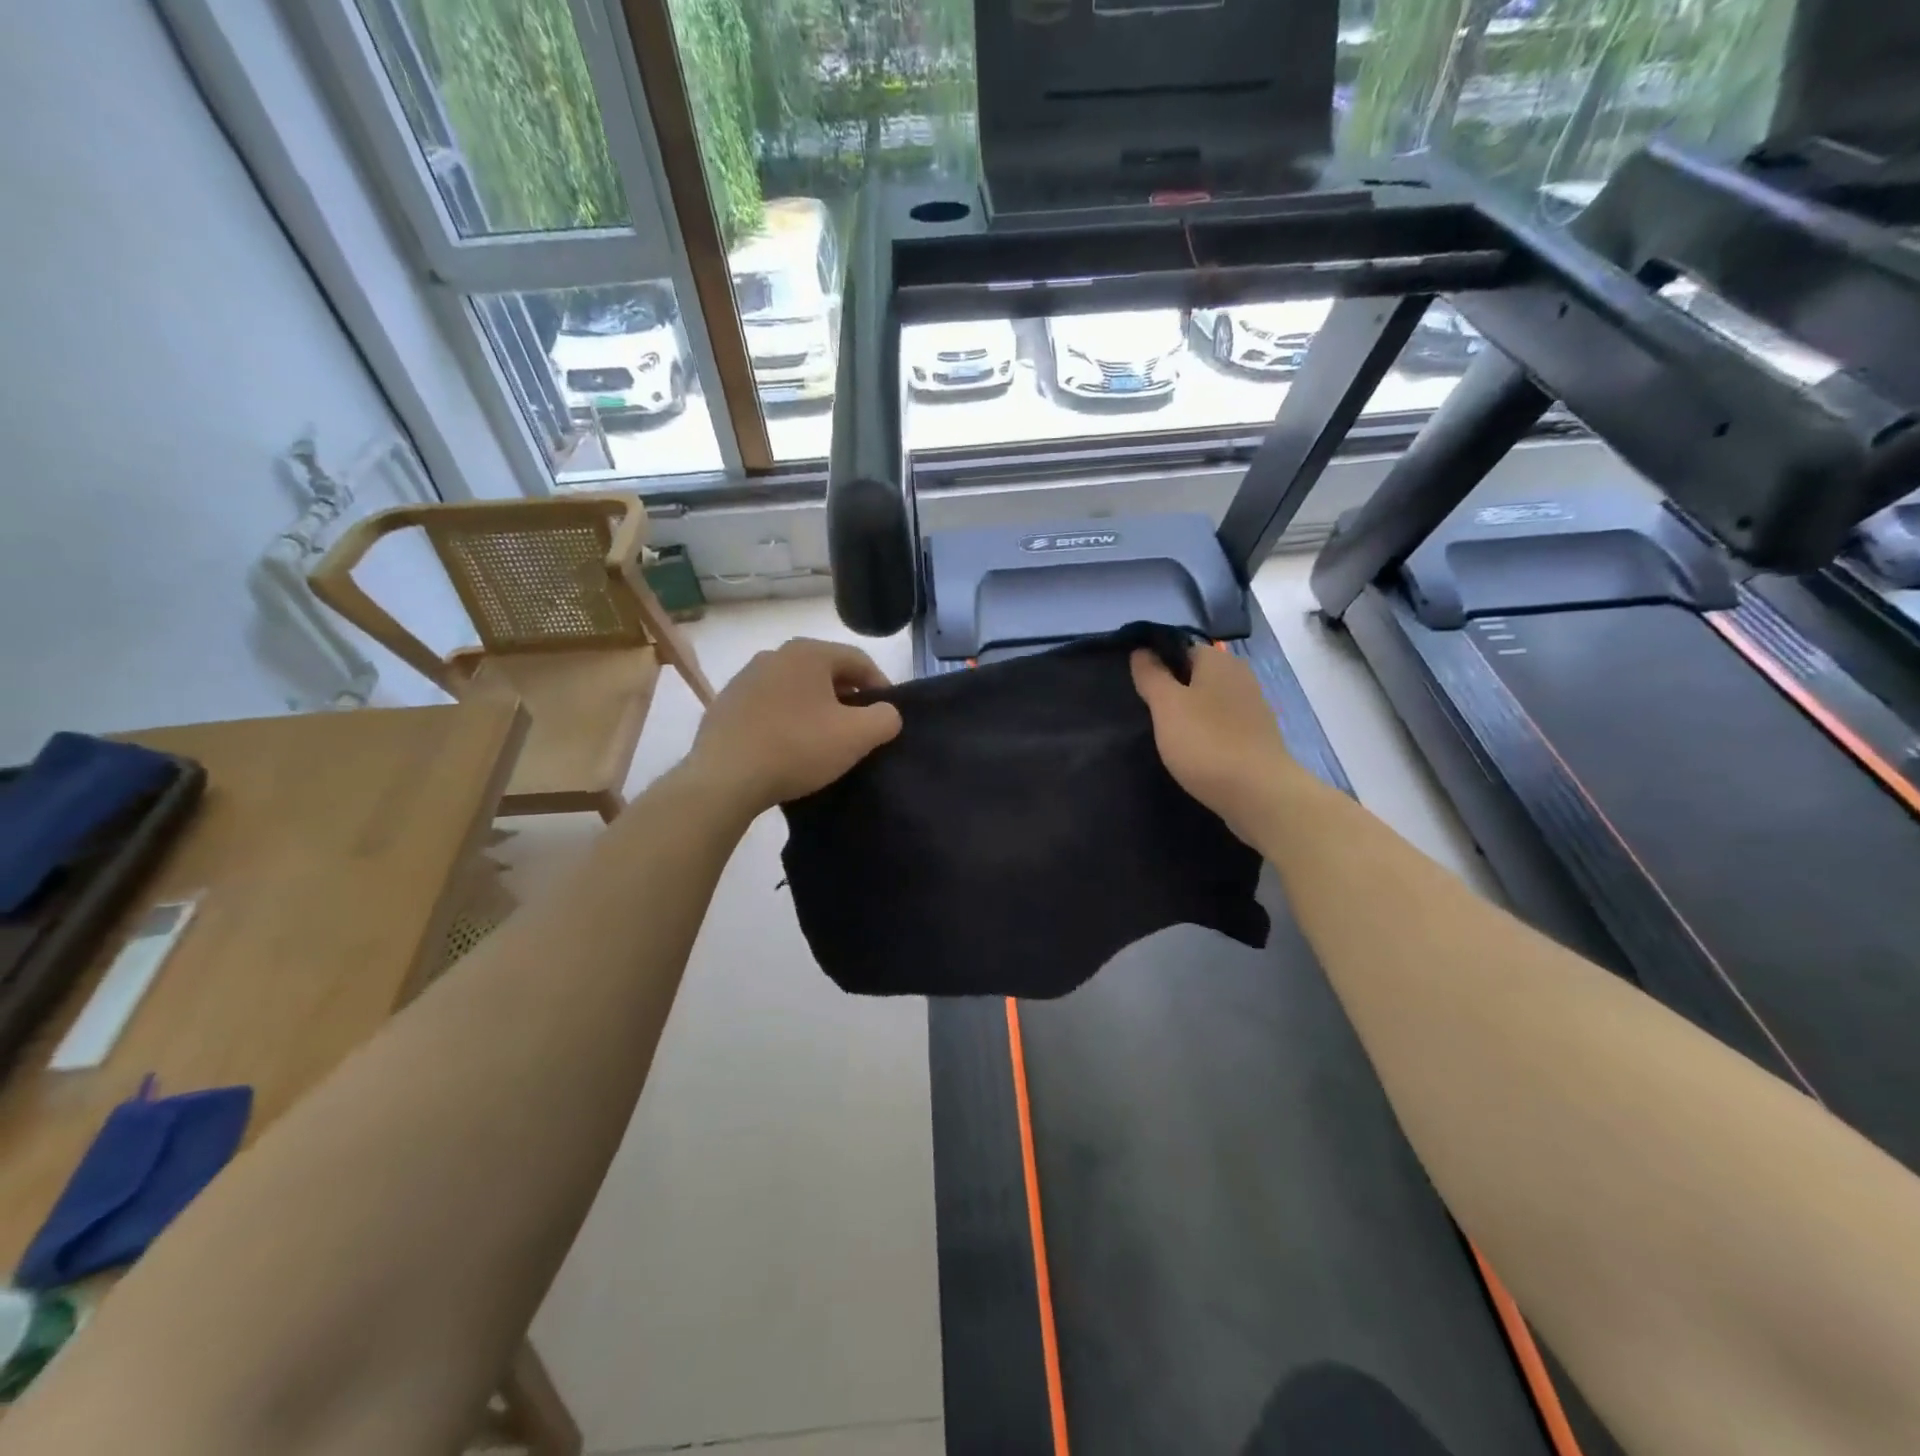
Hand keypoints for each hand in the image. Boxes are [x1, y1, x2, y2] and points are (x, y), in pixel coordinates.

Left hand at [687, 638, 902, 813]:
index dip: (881, 686)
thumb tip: (886, 713)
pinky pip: (769, 706)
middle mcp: (774, 654)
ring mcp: (744, 678)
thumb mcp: (857, 736)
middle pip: (826, 672)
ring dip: (815, 708)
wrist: (724, 778)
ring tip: (823, 740)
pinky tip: (788, 747)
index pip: (859, 661)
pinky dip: (786, 719)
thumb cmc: (797, 748)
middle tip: (858, 729)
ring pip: (796, 688)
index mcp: (808, 653)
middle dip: (847, 698)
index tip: (886, 717)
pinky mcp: (725, 704)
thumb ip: (885, 718)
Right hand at [1131, 644, 1306, 844]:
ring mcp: (1252, 707)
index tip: (1137, 687)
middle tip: (1147, 713)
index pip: (1180, 648)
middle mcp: (1239, 676)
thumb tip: (1141, 650)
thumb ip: (1151, 675)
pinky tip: (1192, 752)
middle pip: (1195, 675)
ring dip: (1187, 714)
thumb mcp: (1166, 705)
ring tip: (1165, 735)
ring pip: (1208, 701)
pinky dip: (1205, 733)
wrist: (1259, 794)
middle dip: (1171, 690)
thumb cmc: (1206, 742)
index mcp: (1218, 660)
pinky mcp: (1256, 736)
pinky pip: (1221, 724)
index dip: (1156, 663)